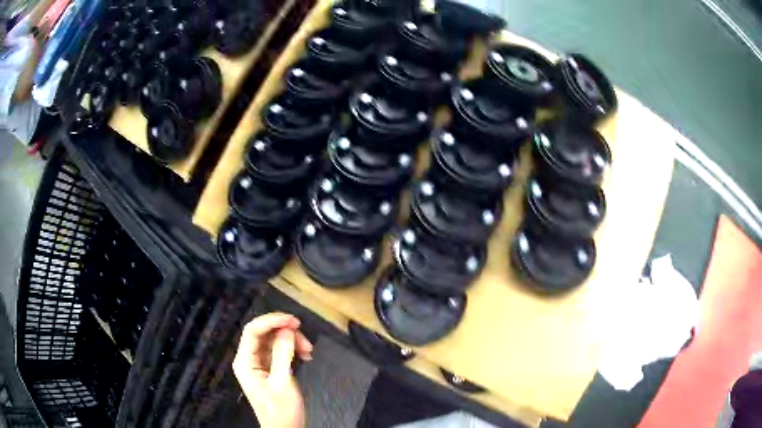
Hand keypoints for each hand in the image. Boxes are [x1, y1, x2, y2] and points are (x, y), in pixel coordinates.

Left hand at [233, 312, 313, 427]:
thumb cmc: (281, 411)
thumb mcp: (283, 382)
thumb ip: (283, 354)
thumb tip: (287, 329)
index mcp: (245, 362)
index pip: (252, 331)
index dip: (271, 321)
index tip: (293, 320)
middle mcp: (249, 359)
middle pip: (264, 334)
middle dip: (285, 333)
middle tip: (305, 338)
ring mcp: (259, 364)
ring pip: (273, 341)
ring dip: (292, 341)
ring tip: (308, 351)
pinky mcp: (269, 369)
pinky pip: (279, 351)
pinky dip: (292, 350)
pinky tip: (305, 356)